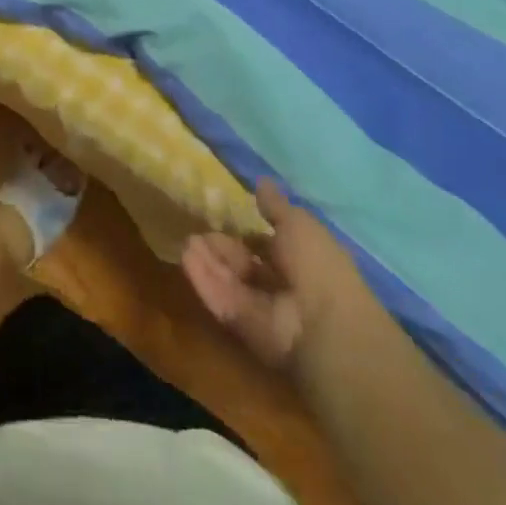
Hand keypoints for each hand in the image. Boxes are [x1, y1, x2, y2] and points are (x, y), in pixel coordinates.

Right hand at [182, 179, 372, 373]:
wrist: (319, 323)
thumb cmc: (316, 264)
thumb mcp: (298, 223)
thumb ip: (275, 206)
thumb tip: (262, 181)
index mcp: (302, 262)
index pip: (269, 247)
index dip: (249, 233)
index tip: (226, 216)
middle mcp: (280, 286)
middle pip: (244, 264)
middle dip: (222, 246)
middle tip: (199, 228)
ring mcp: (259, 306)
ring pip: (228, 279)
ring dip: (208, 259)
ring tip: (187, 238)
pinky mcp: (239, 323)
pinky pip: (218, 297)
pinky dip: (203, 277)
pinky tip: (185, 256)